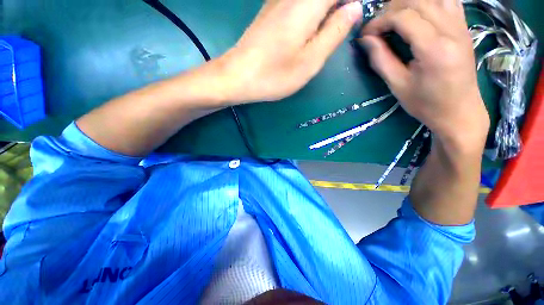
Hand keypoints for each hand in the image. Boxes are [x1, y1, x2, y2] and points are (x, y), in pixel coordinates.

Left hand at [218, 0, 362, 102]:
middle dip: (339, 7)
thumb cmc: (274, 75)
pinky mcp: (271, 10)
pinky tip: (312, 27)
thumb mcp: (310, 61)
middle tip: (343, 26)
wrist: (238, 76)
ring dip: (327, 9)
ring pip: (312, 0)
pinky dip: (313, 10)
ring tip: (331, 28)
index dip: (353, 1)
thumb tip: (354, 8)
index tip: (357, 14)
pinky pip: (299, 3)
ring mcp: (279, 0)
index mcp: (308, 3)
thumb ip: (334, 32)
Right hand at [361, 0, 488, 149]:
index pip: (404, 17)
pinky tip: (416, 13)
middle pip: (417, 0)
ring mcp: (461, 26)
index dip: (379, 21)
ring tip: (393, 17)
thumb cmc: (426, 103)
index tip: (365, 34)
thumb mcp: (397, 85)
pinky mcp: (464, 27)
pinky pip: (446, 0)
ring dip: (408, 3)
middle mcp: (452, 30)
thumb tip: (366, 39)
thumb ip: (381, 59)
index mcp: (435, 49)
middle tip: (377, 26)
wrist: (460, 111)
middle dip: (391, 9)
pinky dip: (427, 2)